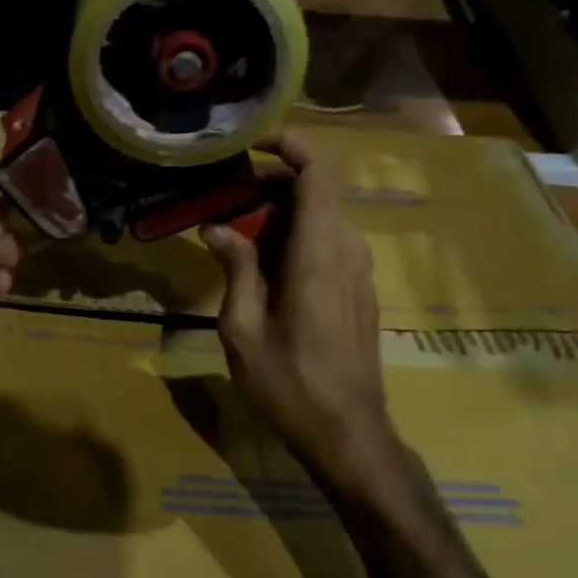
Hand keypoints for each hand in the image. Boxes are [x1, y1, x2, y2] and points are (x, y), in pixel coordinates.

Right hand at [202, 134, 399, 489]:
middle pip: (317, 191)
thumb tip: (218, 228)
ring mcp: (359, 270)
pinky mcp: (359, 289)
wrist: (348, 433)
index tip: (254, 144)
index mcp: (319, 252)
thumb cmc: (289, 382)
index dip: (292, 145)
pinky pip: (328, 243)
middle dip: (270, 186)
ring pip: (322, 217)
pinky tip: (263, 269)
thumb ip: (235, 268)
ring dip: (280, 215)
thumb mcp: (242, 327)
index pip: (320, 173)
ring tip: (236, 238)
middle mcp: (347, 250)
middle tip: (224, 203)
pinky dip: (295, 238)